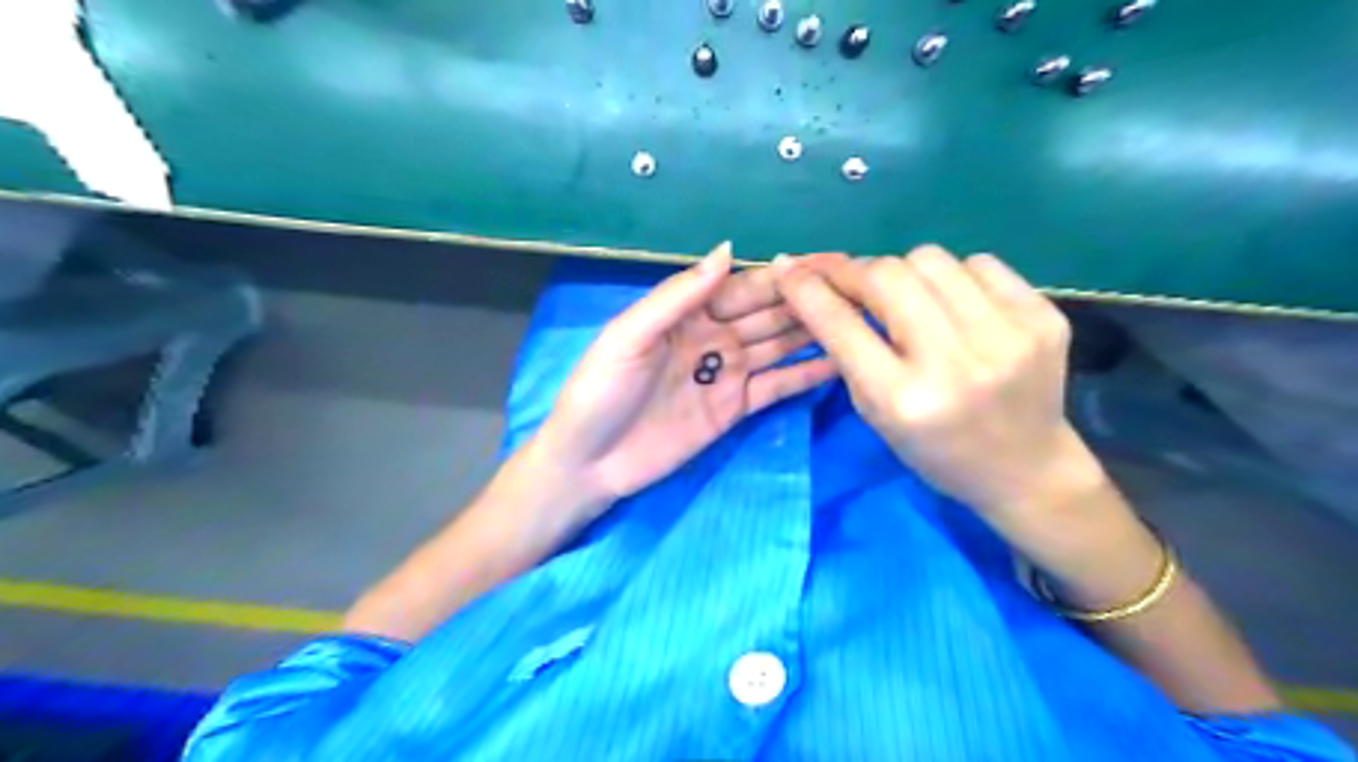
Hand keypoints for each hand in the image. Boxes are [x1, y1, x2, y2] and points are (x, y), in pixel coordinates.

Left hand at [527, 244, 840, 515]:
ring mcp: (727, 374)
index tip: (826, 263)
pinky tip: (840, 362)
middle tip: (859, 288)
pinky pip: (776, 387)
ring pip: (778, 346)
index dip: (782, 275)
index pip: (742, 287)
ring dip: (814, 332)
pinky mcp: (734, 409)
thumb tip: (728, 249)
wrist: (589, 463)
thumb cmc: (599, 392)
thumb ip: (678, 296)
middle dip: (807, 300)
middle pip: (767, 313)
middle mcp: (713, 336)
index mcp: (686, 313)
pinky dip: (805, 375)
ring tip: (860, 319)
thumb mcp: (630, 336)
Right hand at [776, 243, 1101, 518]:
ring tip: (907, 298)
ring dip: (905, 272)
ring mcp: (1007, 335)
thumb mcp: (876, 414)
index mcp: (903, 399)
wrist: (1026, 468)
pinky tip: (954, 304)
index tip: (787, 266)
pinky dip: (954, 276)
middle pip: (888, 274)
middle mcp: (954, 362)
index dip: (807, 289)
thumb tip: (818, 287)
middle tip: (847, 279)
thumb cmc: (935, 450)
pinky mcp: (1043, 316)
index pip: (841, 324)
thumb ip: (848, 351)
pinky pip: (979, 263)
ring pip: (931, 258)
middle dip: (855, 270)